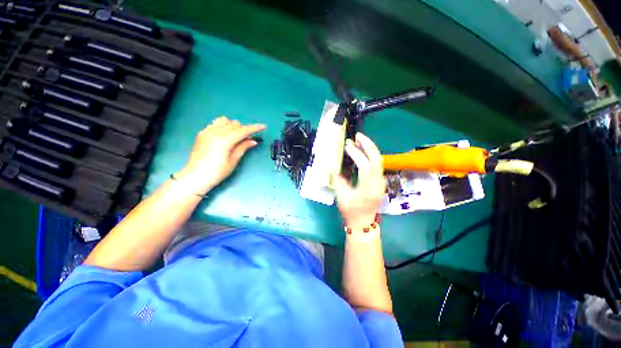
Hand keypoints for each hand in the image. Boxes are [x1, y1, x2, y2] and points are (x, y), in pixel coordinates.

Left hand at [177, 117, 265, 193]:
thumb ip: (243, 147)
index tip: (263, 126)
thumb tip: (253, 140)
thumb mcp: (233, 161)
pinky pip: (216, 124)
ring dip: (233, 126)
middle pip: (234, 124)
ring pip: (224, 120)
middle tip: (248, 139)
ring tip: (236, 136)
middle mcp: (215, 132)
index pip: (242, 130)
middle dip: (244, 129)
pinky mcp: (202, 133)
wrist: (196, 176)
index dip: (254, 128)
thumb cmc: (217, 172)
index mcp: (224, 141)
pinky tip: (225, 136)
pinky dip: (224, 127)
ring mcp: (207, 131)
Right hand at [334, 133, 385, 230]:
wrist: (363, 222)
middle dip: (368, 145)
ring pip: (378, 160)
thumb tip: (337, 166)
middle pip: (377, 159)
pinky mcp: (380, 181)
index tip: (347, 146)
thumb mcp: (342, 196)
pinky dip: (369, 155)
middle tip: (358, 136)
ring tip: (359, 140)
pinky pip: (376, 164)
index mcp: (368, 188)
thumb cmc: (351, 212)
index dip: (356, 154)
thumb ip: (339, 180)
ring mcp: (381, 182)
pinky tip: (362, 151)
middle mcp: (378, 183)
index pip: (365, 166)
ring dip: (369, 148)